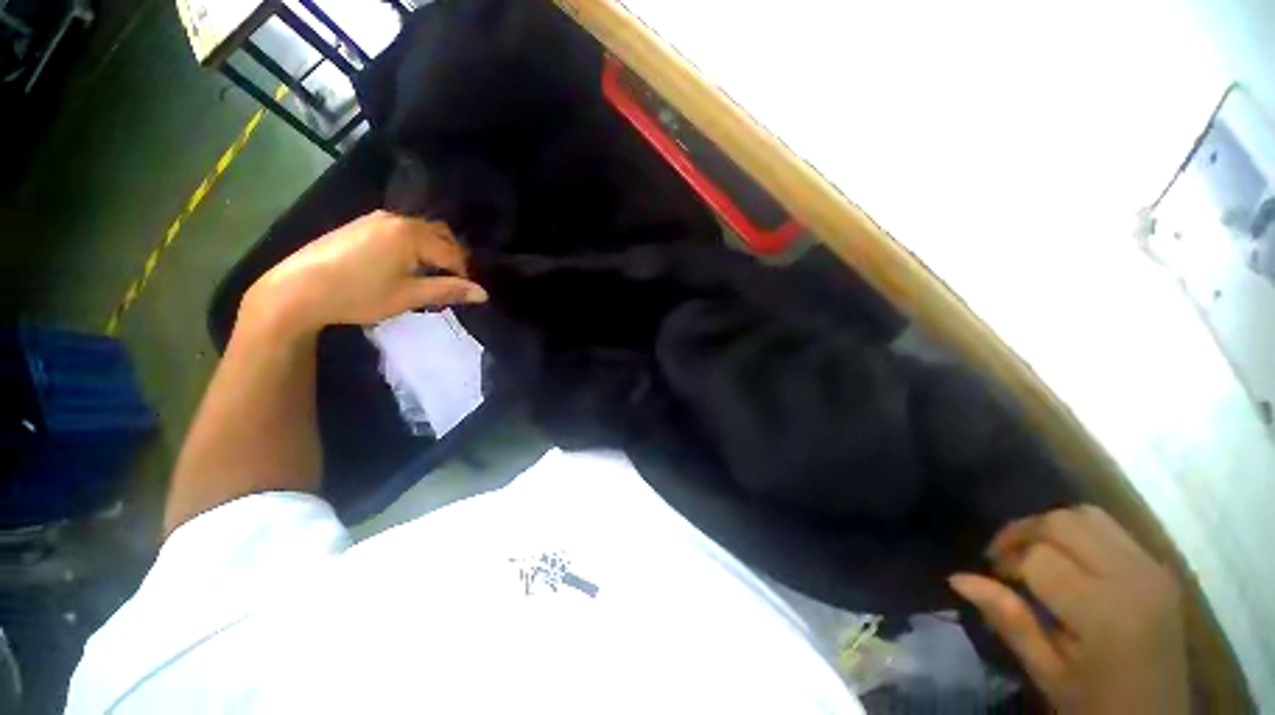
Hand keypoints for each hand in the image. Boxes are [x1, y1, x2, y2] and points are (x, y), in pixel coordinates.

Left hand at [241, 211, 486, 336]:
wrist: (296, 290)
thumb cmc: (358, 294)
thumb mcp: (408, 296)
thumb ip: (448, 291)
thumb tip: (483, 293)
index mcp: (411, 235)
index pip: (452, 253)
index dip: (463, 275)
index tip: (464, 294)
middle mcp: (397, 220)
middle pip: (440, 235)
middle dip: (452, 258)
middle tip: (451, 282)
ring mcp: (376, 219)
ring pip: (420, 231)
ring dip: (433, 250)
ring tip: (429, 275)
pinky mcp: (360, 225)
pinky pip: (400, 231)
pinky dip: (413, 245)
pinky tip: (404, 265)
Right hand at [950, 506, 1187, 713]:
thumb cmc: (1095, 705)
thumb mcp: (1047, 673)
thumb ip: (1009, 620)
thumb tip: (957, 578)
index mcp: (1106, 613)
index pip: (1040, 558)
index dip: (1007, 562)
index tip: (994, 578)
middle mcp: (1133, 579)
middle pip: (1064, 523)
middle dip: (1022, 532)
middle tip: (1003, 557)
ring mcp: (1152, 569)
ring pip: (1088, 516)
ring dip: (1050, 526)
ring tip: (1032, 552)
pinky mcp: (1159, 568)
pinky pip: (1110, 529)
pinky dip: (1077, 533)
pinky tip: (1068, 560)